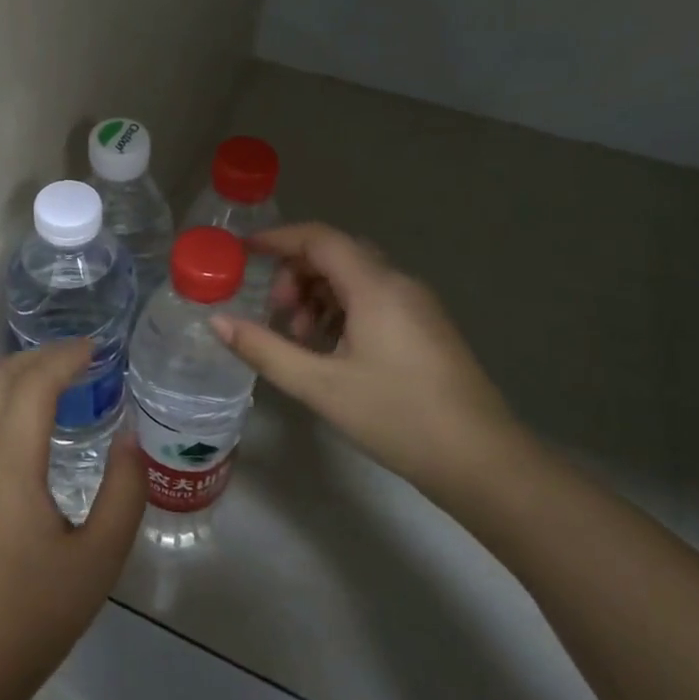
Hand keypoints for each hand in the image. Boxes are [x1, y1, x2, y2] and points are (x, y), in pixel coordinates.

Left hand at [0, 342, 145, 699]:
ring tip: (50, 379)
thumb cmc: (32, 617)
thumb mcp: (98, 560)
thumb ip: (122, 491)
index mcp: (8, 463)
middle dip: (38, 357)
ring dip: (12, 374)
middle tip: (78, 358)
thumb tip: (129, 439)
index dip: (66, 357)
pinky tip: (17, 423)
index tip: (97, 349)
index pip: (34, 383)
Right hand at [209, 223, 520, 501]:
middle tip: (276, 314)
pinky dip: (341, 311)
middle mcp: (399, 283)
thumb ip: (264, 349)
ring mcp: (417, 305)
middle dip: (296, 274)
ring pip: (355, 278)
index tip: (243, 252)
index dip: (278, 238)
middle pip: (336, 255)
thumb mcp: (320, 385)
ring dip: (318, 296)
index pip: (319, 238)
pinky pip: (373, 299)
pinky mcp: (426, 328)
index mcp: (375, 287)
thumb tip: (217, 322)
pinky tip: (330, 351)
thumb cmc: (396, 417)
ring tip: (300, 340)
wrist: (481, 461)